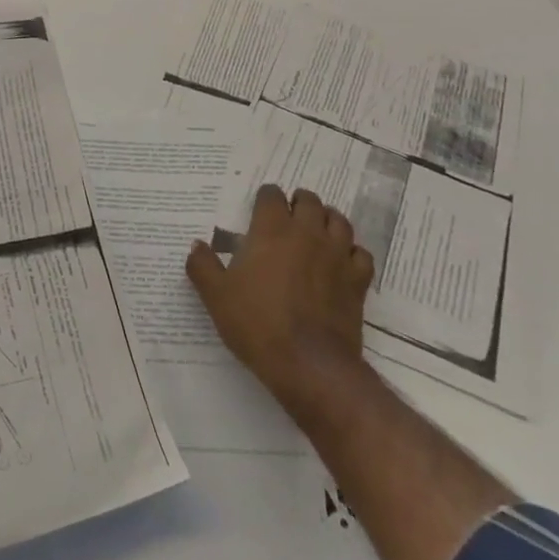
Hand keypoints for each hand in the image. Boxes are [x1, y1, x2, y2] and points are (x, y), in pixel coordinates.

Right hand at [186, 184, 373, 417]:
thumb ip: (203, 266)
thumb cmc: (257, 323)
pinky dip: (352, 252)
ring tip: (316, 230)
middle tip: (288, 215)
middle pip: (309, 201)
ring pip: (339, 221)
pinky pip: (361, 254)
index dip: (265, 197)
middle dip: (298, 202)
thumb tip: (197, 245)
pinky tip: (341, 262)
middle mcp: (307, 233)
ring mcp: (337, 256)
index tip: (259, 208)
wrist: (309, 364)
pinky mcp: (357, 281)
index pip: (272, 195)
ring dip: (327, 220)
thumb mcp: (216, 296)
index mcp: (271, 230)